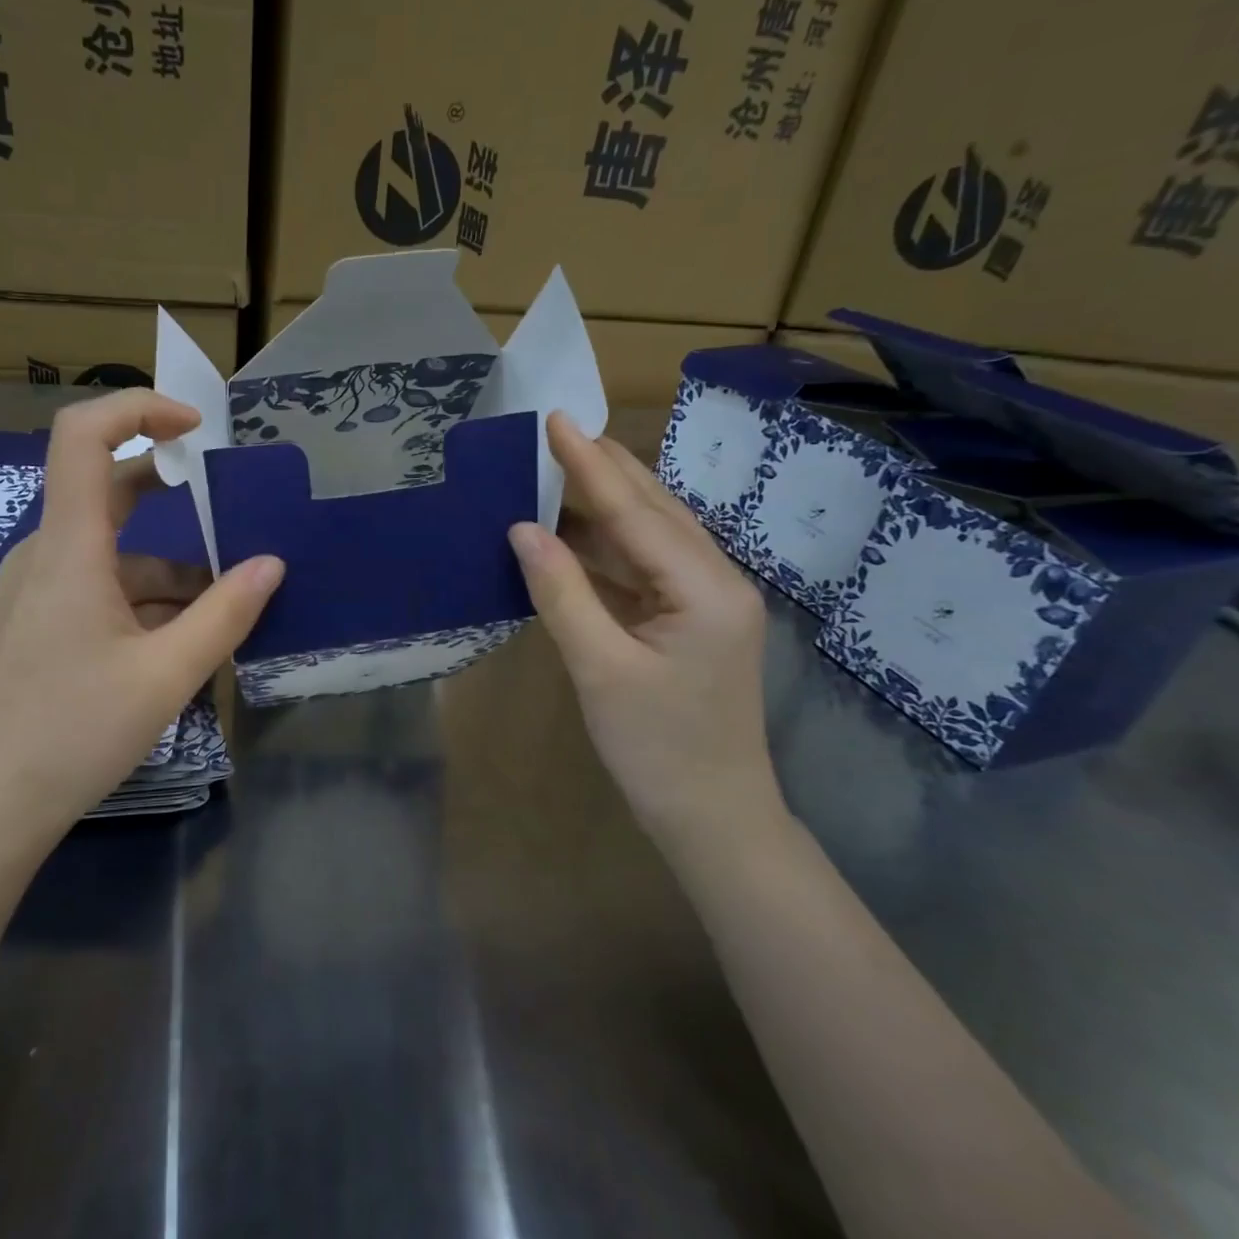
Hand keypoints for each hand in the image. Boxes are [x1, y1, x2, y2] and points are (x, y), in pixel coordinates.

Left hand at [0, 390, 283, 855]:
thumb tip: (273, 564)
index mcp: (69, 547)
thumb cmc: (74, 733)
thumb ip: (225, 614)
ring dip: (171, 567)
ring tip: (228, 602)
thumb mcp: (166, 674)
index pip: (82, 434)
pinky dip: (146, 597)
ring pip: (113, 551)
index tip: (196, 427)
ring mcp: (39, 590)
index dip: (138, 408)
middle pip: (107, 489)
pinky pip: (100, 586)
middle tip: (232, 506)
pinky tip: (184, 638)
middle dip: (172, 490)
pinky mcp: (40, 622)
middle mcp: (47, 554)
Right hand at [508, 412, 782, 851]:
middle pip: (653, 510)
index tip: (555, 420)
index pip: (636, 512)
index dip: (589, 466)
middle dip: (605, 469)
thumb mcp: (600, 670)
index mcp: (706, 589)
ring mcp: (705, 601)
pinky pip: (642, 567)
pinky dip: (605, 546)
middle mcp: (715, 581)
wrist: (712, 818)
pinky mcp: (688, 620)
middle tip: (556, 431)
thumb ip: (562, 593)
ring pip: (649, 535)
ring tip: (557, 468)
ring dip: (604, 503)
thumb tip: (523, 529)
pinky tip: (572, 532)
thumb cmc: (657, 749)